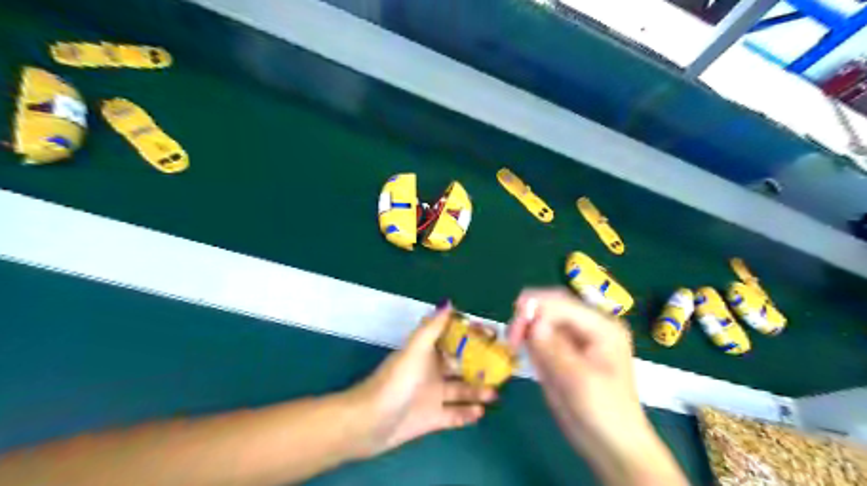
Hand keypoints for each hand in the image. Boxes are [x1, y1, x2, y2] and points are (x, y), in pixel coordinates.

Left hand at [346, 303, 493, 459]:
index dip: (470, 335)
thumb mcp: (415, 350)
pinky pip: (454, 414)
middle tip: (502, 367)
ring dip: (477, 390)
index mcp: (427, 353)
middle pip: (460, 366)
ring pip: (460, 391)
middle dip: (479, 366)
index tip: (492, 334)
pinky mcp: (432, 419)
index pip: (453, 339)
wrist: (370, 422)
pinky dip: (467, 413)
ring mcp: (432, 396)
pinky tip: (481, 412)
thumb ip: (432, 327)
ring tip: (494, 392)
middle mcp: (431, 372)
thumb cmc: (396, 382)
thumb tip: (448, 302)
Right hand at [509, 288, 684, 484]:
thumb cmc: (603, 412)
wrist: (611, 445)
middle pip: (551, 306)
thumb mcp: (579, 380)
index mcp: (601, 326)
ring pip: (543, 319)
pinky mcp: (563, 352)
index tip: (514, 329)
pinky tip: (523, 351)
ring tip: (514, 345)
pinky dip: (529, 341)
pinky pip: (541, 336)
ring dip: (525, 328)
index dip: (534, 308)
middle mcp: (588, 326)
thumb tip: (532, 322)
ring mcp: (575, 338)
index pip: (561, 303)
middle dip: (528, 316)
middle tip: (510, 337)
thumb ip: (554, 349)